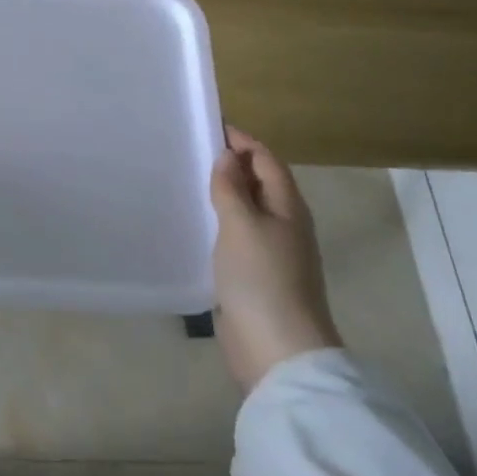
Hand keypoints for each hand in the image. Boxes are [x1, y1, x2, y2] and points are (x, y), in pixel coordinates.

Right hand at [210, 125, 341, 389]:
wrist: (277, 349)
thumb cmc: (261, 278)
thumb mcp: (242, 224)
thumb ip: (232, 188)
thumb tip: (228, 158)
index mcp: (288, 207)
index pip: (267, 160)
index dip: (242, 141)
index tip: (208, 126)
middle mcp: (285, 224)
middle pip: (260, 183)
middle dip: (231, 164)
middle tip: (191, 150)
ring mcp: (272, 252)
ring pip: (248, 209)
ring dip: (224, 193)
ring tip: (188, 180)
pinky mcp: (256, 275)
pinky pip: (238, 235)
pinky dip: (220, 221)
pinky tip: (197, 223)